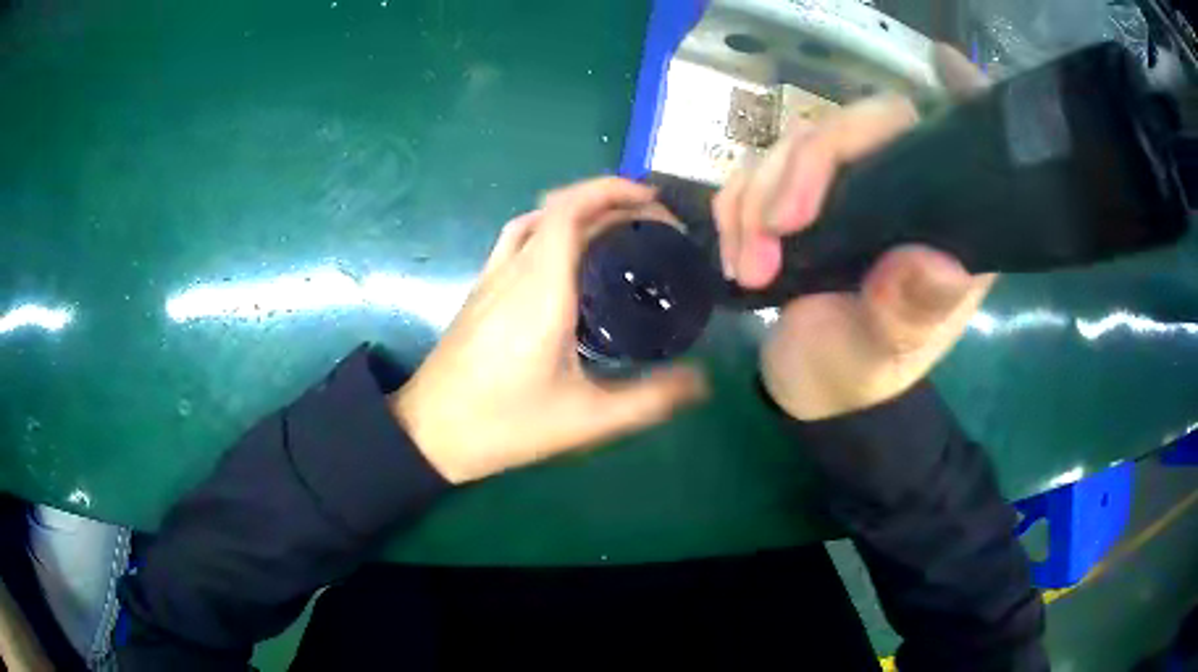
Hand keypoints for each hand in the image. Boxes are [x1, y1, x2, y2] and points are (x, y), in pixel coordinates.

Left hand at [392, 178, 707, 482]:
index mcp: (539, 286)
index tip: (653, 201)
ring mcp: (491, 278)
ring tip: (618, 234)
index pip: (570, 208)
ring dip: (577, 212)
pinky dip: (552, 231)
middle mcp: (513, 269)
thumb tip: (702, 382)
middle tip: (652, 227)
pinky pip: (518, 241)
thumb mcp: (587, 419)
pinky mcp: (481, 293)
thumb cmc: (505, 423)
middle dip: (609, 202)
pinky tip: (571, 265)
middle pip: (558, 208)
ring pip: (535, 221)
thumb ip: (650, 400)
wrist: (431, 433)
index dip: (612, 189)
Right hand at [714, 46, 993, 420]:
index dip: (959, 95)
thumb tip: (937, 261)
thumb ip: (911, 312)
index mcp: (941, 223)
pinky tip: (733, 253)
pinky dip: (734, 206)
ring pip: (793, 145)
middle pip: (854, 128)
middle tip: (771, 234)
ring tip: (746, 266)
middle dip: (800, 170)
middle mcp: (898, 191)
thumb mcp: (885, 355)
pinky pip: (754, 172)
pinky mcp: (798, 197)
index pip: (951, 143)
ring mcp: (844, 189)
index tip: (944, 62)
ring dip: (755, 198)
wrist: (810, 390)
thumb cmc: (860, 375)